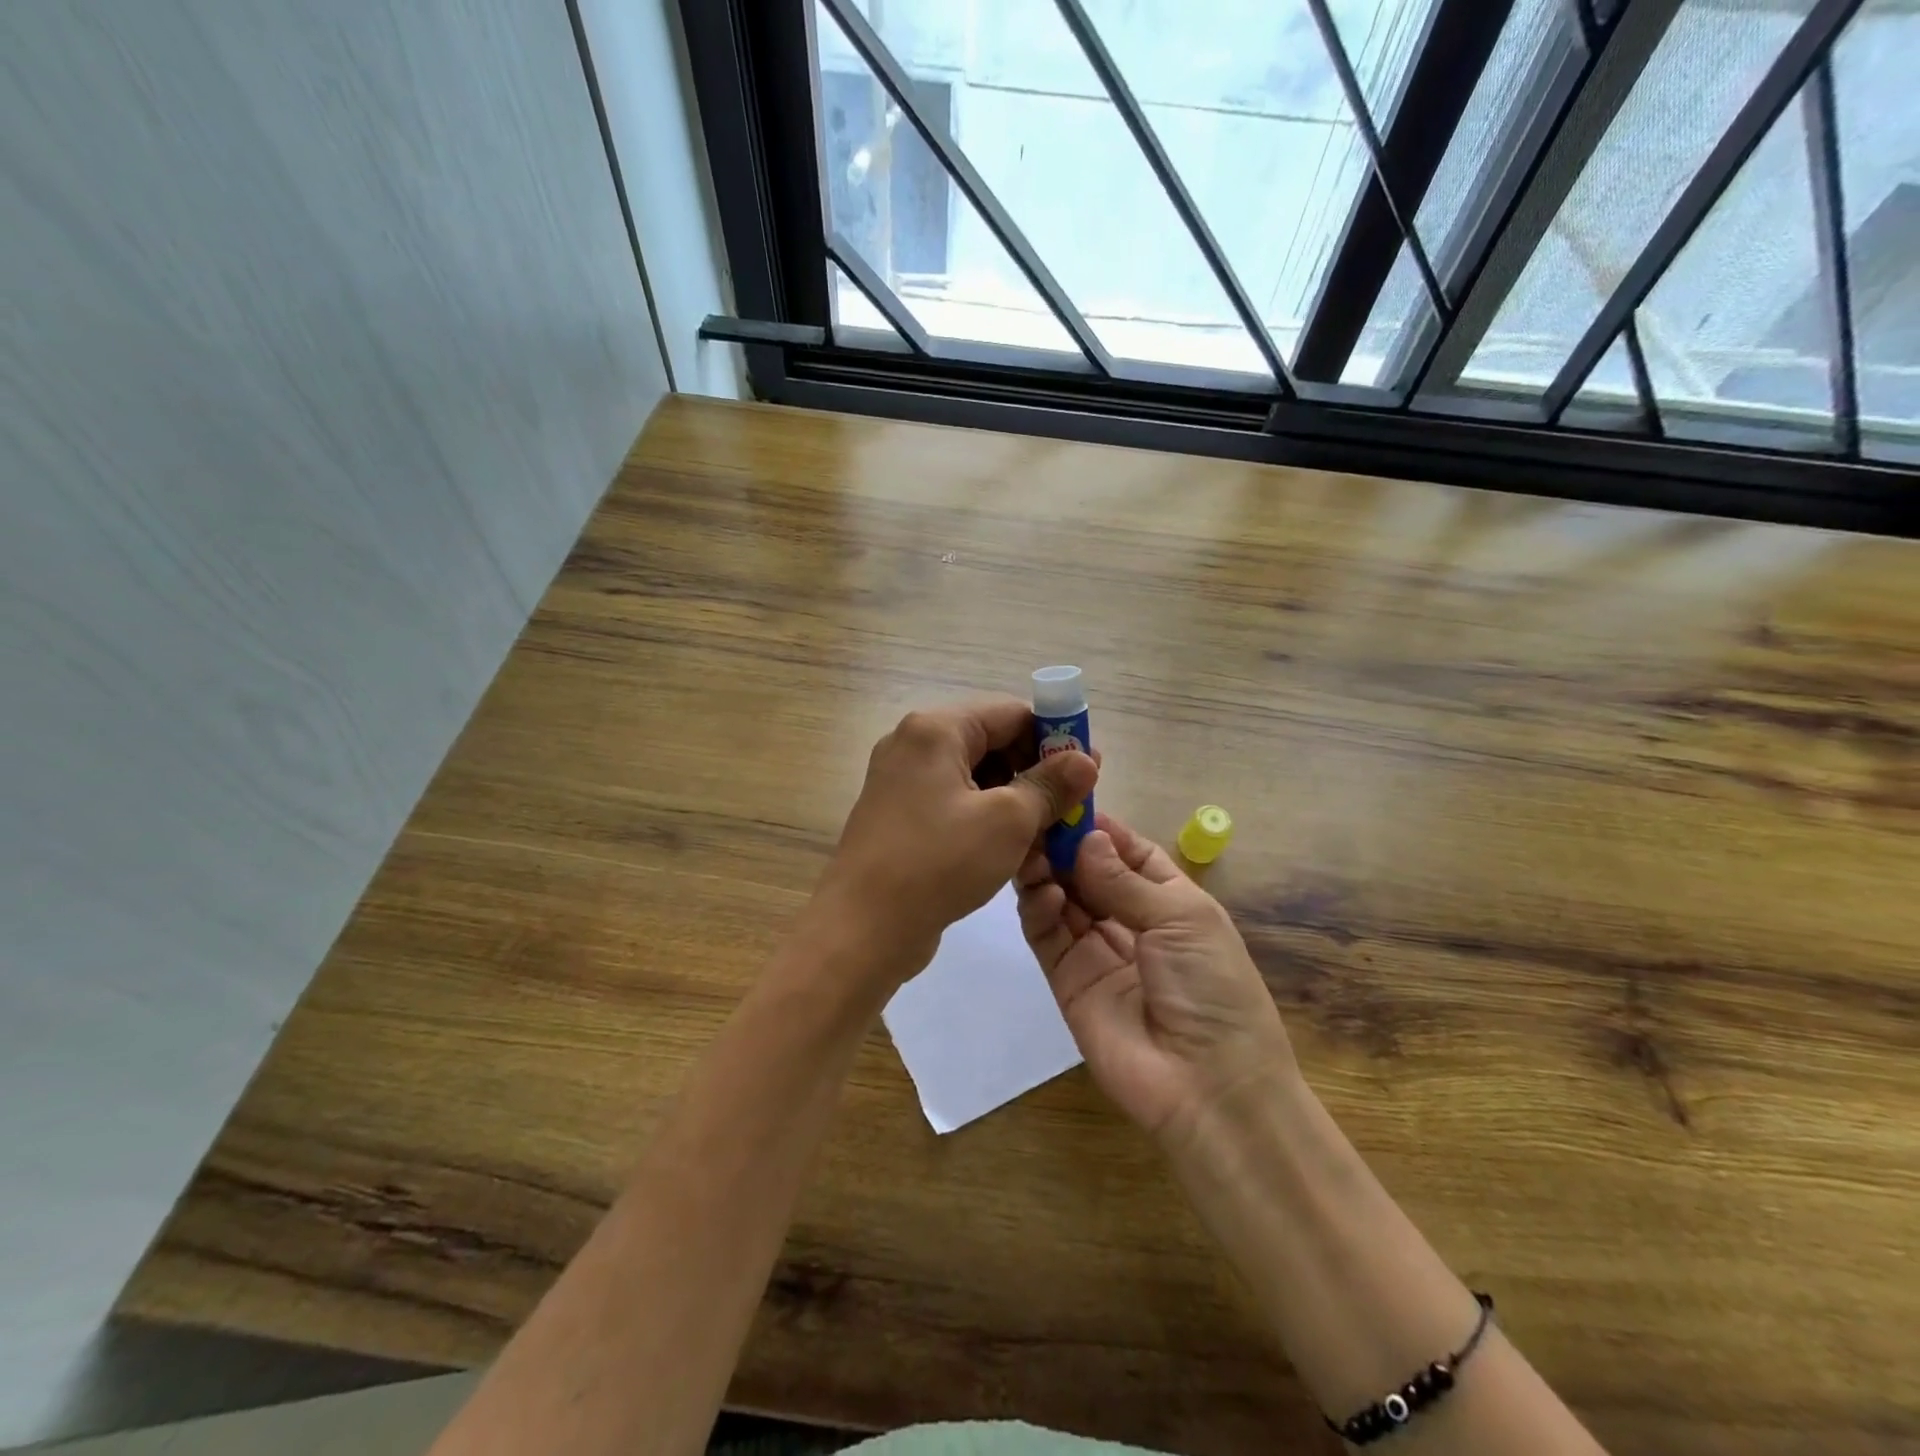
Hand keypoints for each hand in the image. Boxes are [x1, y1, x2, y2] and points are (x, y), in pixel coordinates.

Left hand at [809, 698, 1097, 988]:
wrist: (862, 928)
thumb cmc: (938, 862)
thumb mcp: (1007, 821)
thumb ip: (1050, 785)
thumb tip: (1085, 758)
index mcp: (935, 729)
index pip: (1010, 713)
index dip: (1055, 736)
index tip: (1089, 768)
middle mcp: (913, 745)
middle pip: (991, 742)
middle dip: (1035, 771)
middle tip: (1073, 805)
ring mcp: (902, 782)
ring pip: (975, 777)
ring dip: (1015, 799)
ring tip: (1050, 833)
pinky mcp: (900, 817)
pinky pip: (954, 803)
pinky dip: (986, 818)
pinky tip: (1014, 849)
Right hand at [1016, 814, 1296, 1147]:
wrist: (1208, 1088)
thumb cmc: (1213, 989)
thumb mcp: (1183, 920)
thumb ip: (1126, 881)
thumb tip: (1086, 838)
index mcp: (1170, 900)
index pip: (1128, 851)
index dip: (1100, 826)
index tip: (1067, 796)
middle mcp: (1129, 919)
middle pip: (1088, 871)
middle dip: (1064, 844)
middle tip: (1035, 817)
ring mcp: (1095, 949)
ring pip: (1062, 897)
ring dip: (1046, 870)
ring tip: (1030, 849)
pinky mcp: (1066, 978)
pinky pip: (1046, 934)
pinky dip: (1039, 907)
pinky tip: (1042, 890)